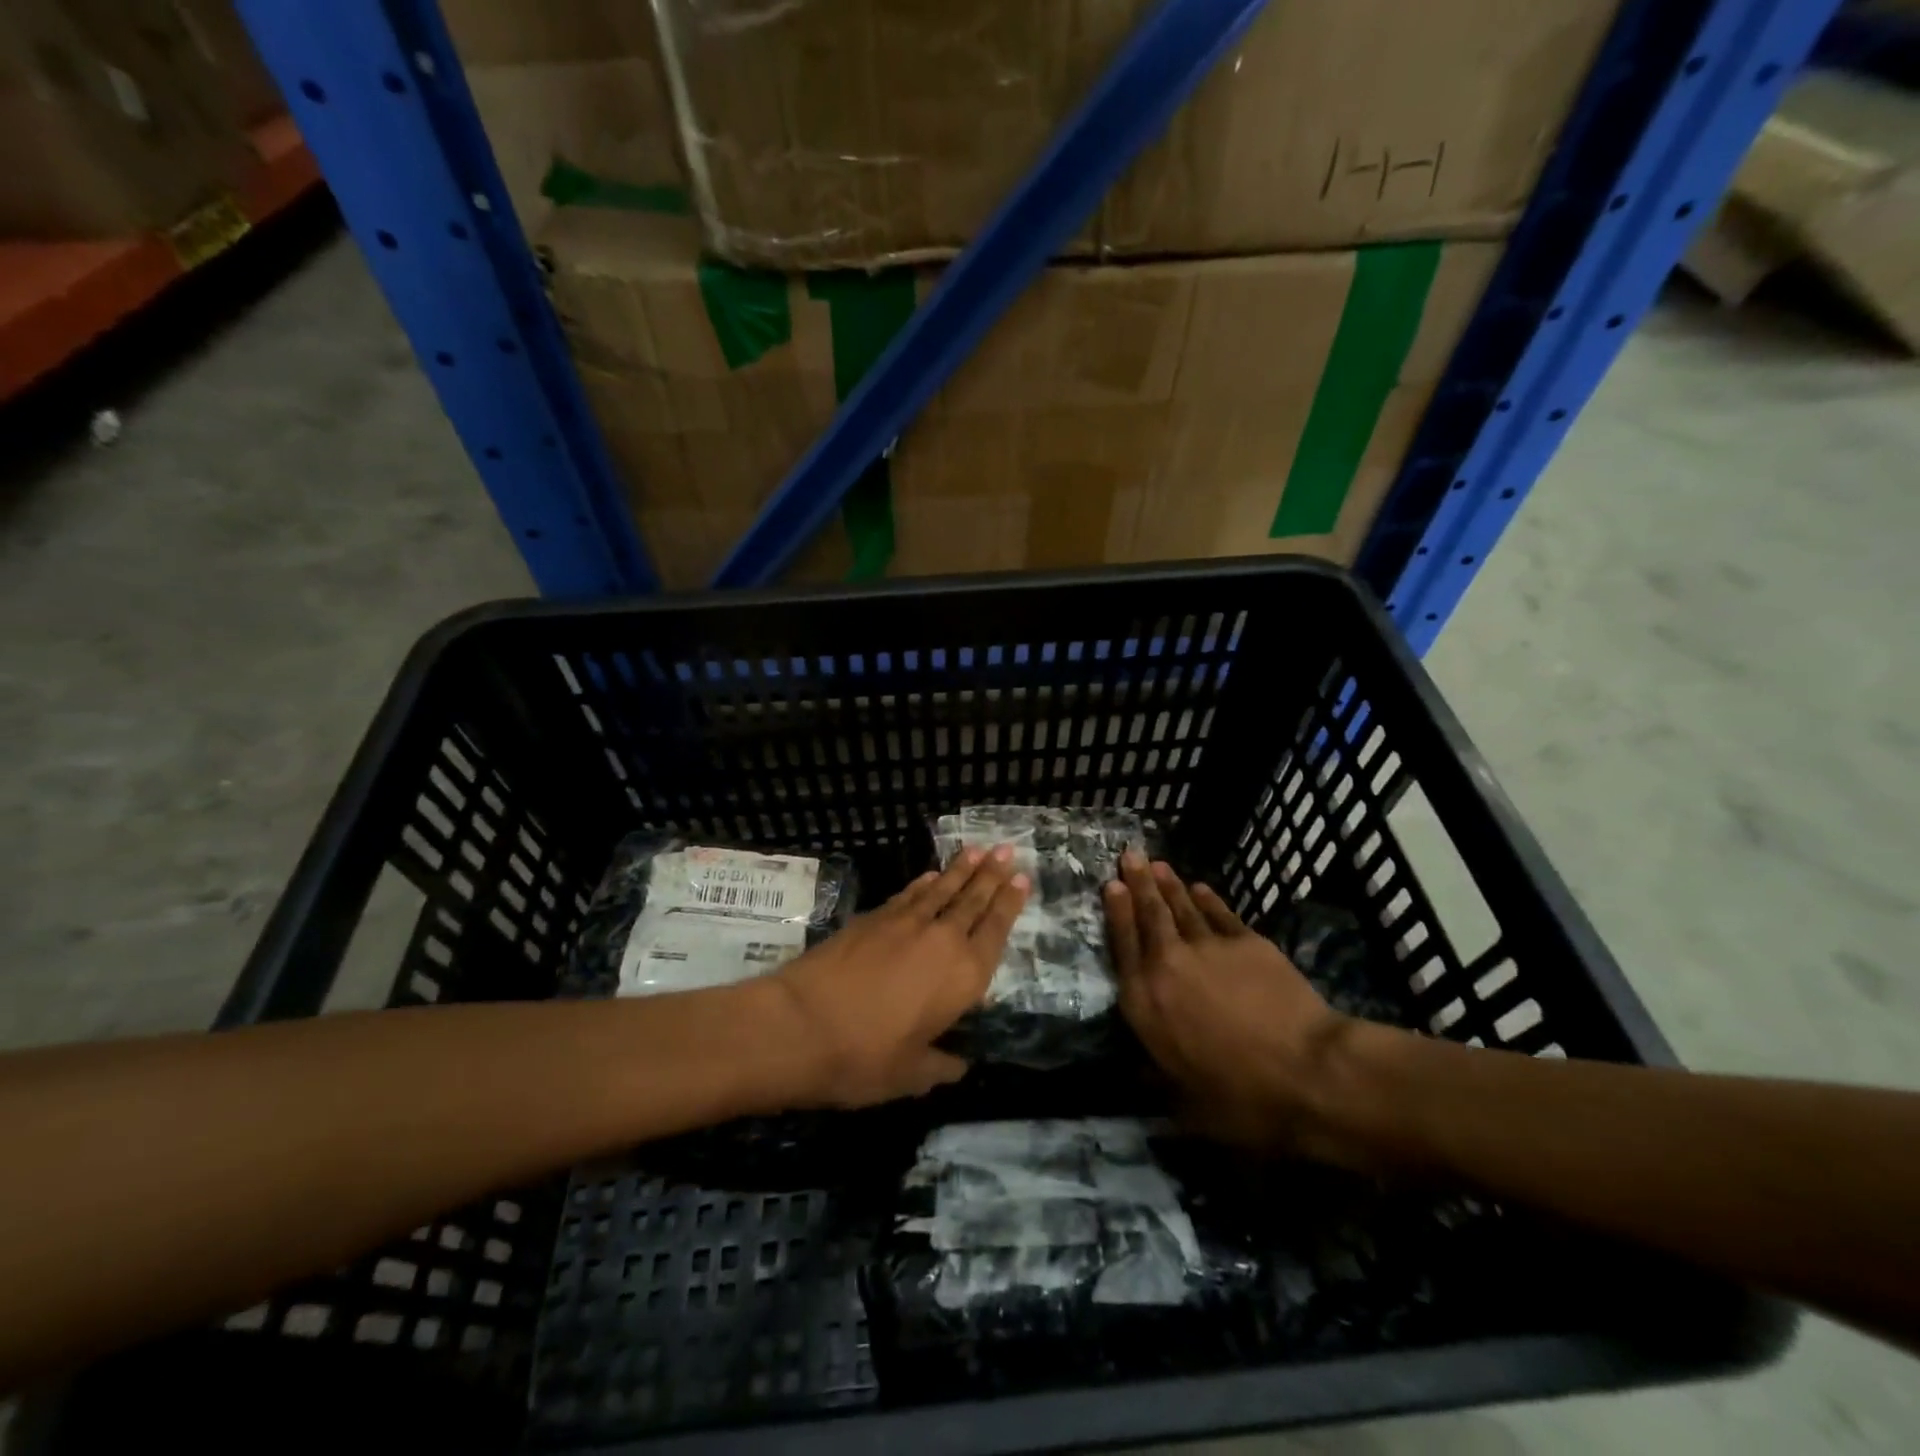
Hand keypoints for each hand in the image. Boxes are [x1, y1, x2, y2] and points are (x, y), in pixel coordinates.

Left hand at [773, 848, 1028, 1107]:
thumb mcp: (910, 1075)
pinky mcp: (873, 918)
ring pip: (943, 889)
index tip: (1023, 878)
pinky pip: (909, 893)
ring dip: (962, 869)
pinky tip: (932, 875)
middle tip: (1008, 850)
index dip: (1010, 903)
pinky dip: (924, 882)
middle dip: (993, 874)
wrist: (800, 1024)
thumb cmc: (863, 1058)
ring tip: (979, 850)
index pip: (995, 931)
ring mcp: (905, 923)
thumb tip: (960, 1066)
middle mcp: (942, 940)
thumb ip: (940, 1066)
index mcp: (963, 977)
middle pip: (973, 900)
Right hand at [1105, 854, 1357, 1160]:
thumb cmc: (1240, 1096)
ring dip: (1167, 884)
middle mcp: (1168, 965)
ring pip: (1181, 907)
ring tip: (1156, 863)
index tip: (1110, 886)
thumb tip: (1138, 1074)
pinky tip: (1199, 887)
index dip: (1116, 913)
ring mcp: (1208, 948)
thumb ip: (1157, 1079)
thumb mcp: (1186, 1103)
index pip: (1123, 946)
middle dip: (1137, 883)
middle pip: (1149, 915)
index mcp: (1145, 1002)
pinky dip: (1207, 898)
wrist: (1305, 1070)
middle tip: (1129, 855)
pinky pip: (1219, 913)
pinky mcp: (1247, 942)